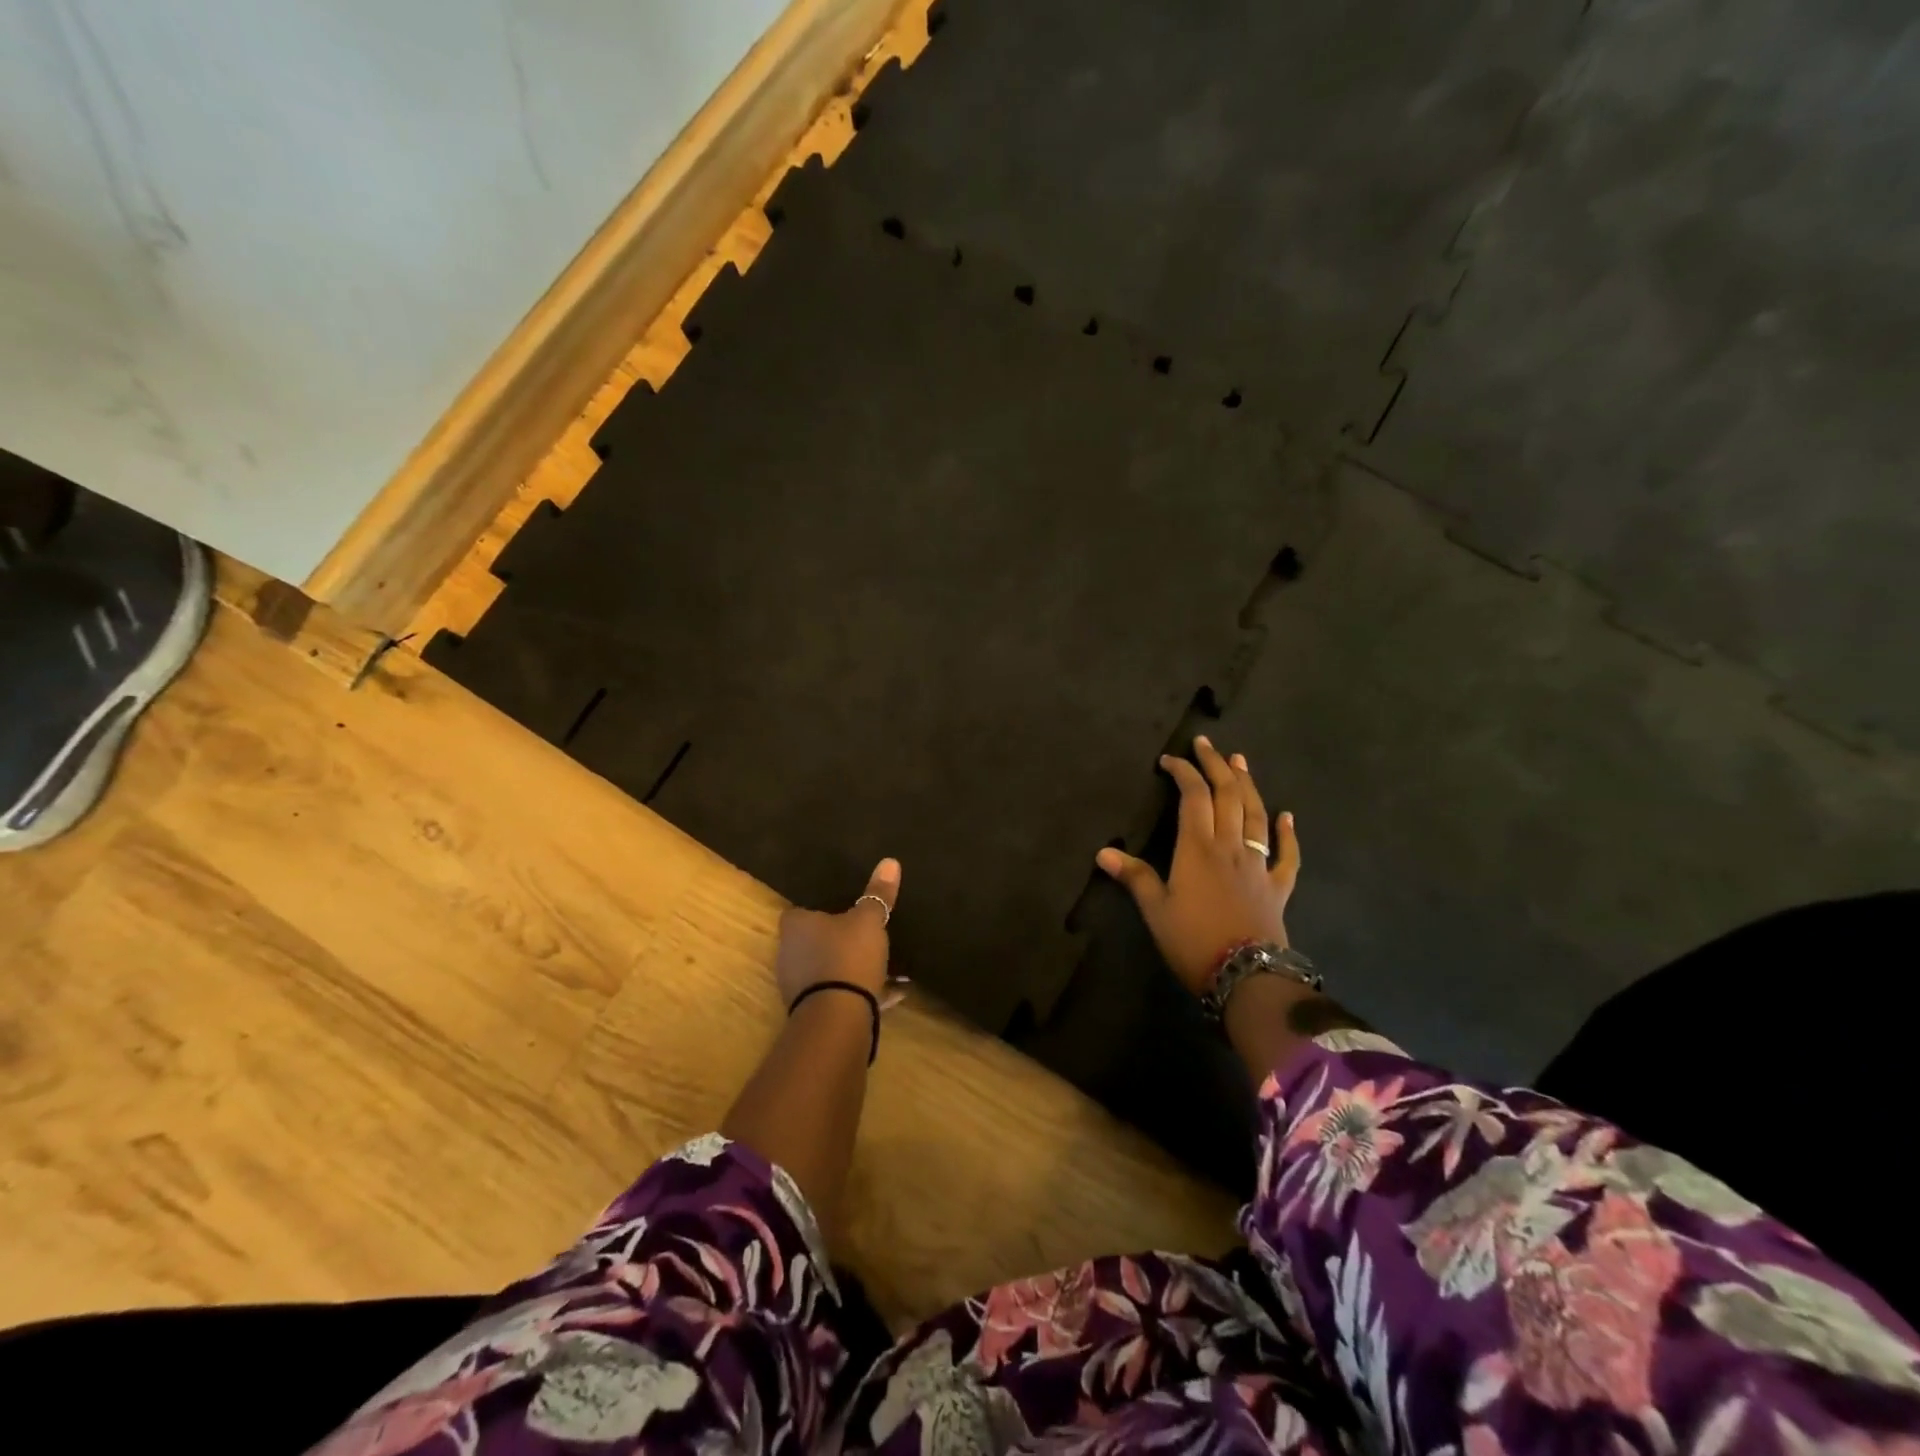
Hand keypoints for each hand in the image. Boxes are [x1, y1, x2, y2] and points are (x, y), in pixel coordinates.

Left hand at [774, 858, 901, 1006]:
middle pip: (813, 941)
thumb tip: (890, 861)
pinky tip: (893, 993)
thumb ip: (878, 894)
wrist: (838, 1016)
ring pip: (829, 968)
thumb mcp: (869, 920)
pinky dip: (862, 991)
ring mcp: (798, 985)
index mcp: (795, 926)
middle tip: (866, 934)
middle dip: (838, 939)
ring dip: (852, 968)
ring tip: (887, 966)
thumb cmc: (847, 955)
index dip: (819, 908)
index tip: (842, 908)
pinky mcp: (813, 1010)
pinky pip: (840, 993)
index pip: (799, 911)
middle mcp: (789, 954)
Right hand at [1095, 736, 1299, 995]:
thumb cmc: (1193, 941)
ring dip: (1248, 786)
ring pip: (1256, 815)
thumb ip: (1134, 877)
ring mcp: (1258, 865)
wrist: (1246, 976)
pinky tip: (1287, 817)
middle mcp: (1231, 847)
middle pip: (1228, 796)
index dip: (1183, 773)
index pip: (1193, 797)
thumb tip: (1104, 852)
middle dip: (1216, 765)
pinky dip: (1288, 834)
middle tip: (1207, 744)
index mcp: (1198, 849)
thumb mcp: (1155, 910)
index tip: (1169, 760)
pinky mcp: (1278, 887)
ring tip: (1241, 761)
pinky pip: (1287, 855)